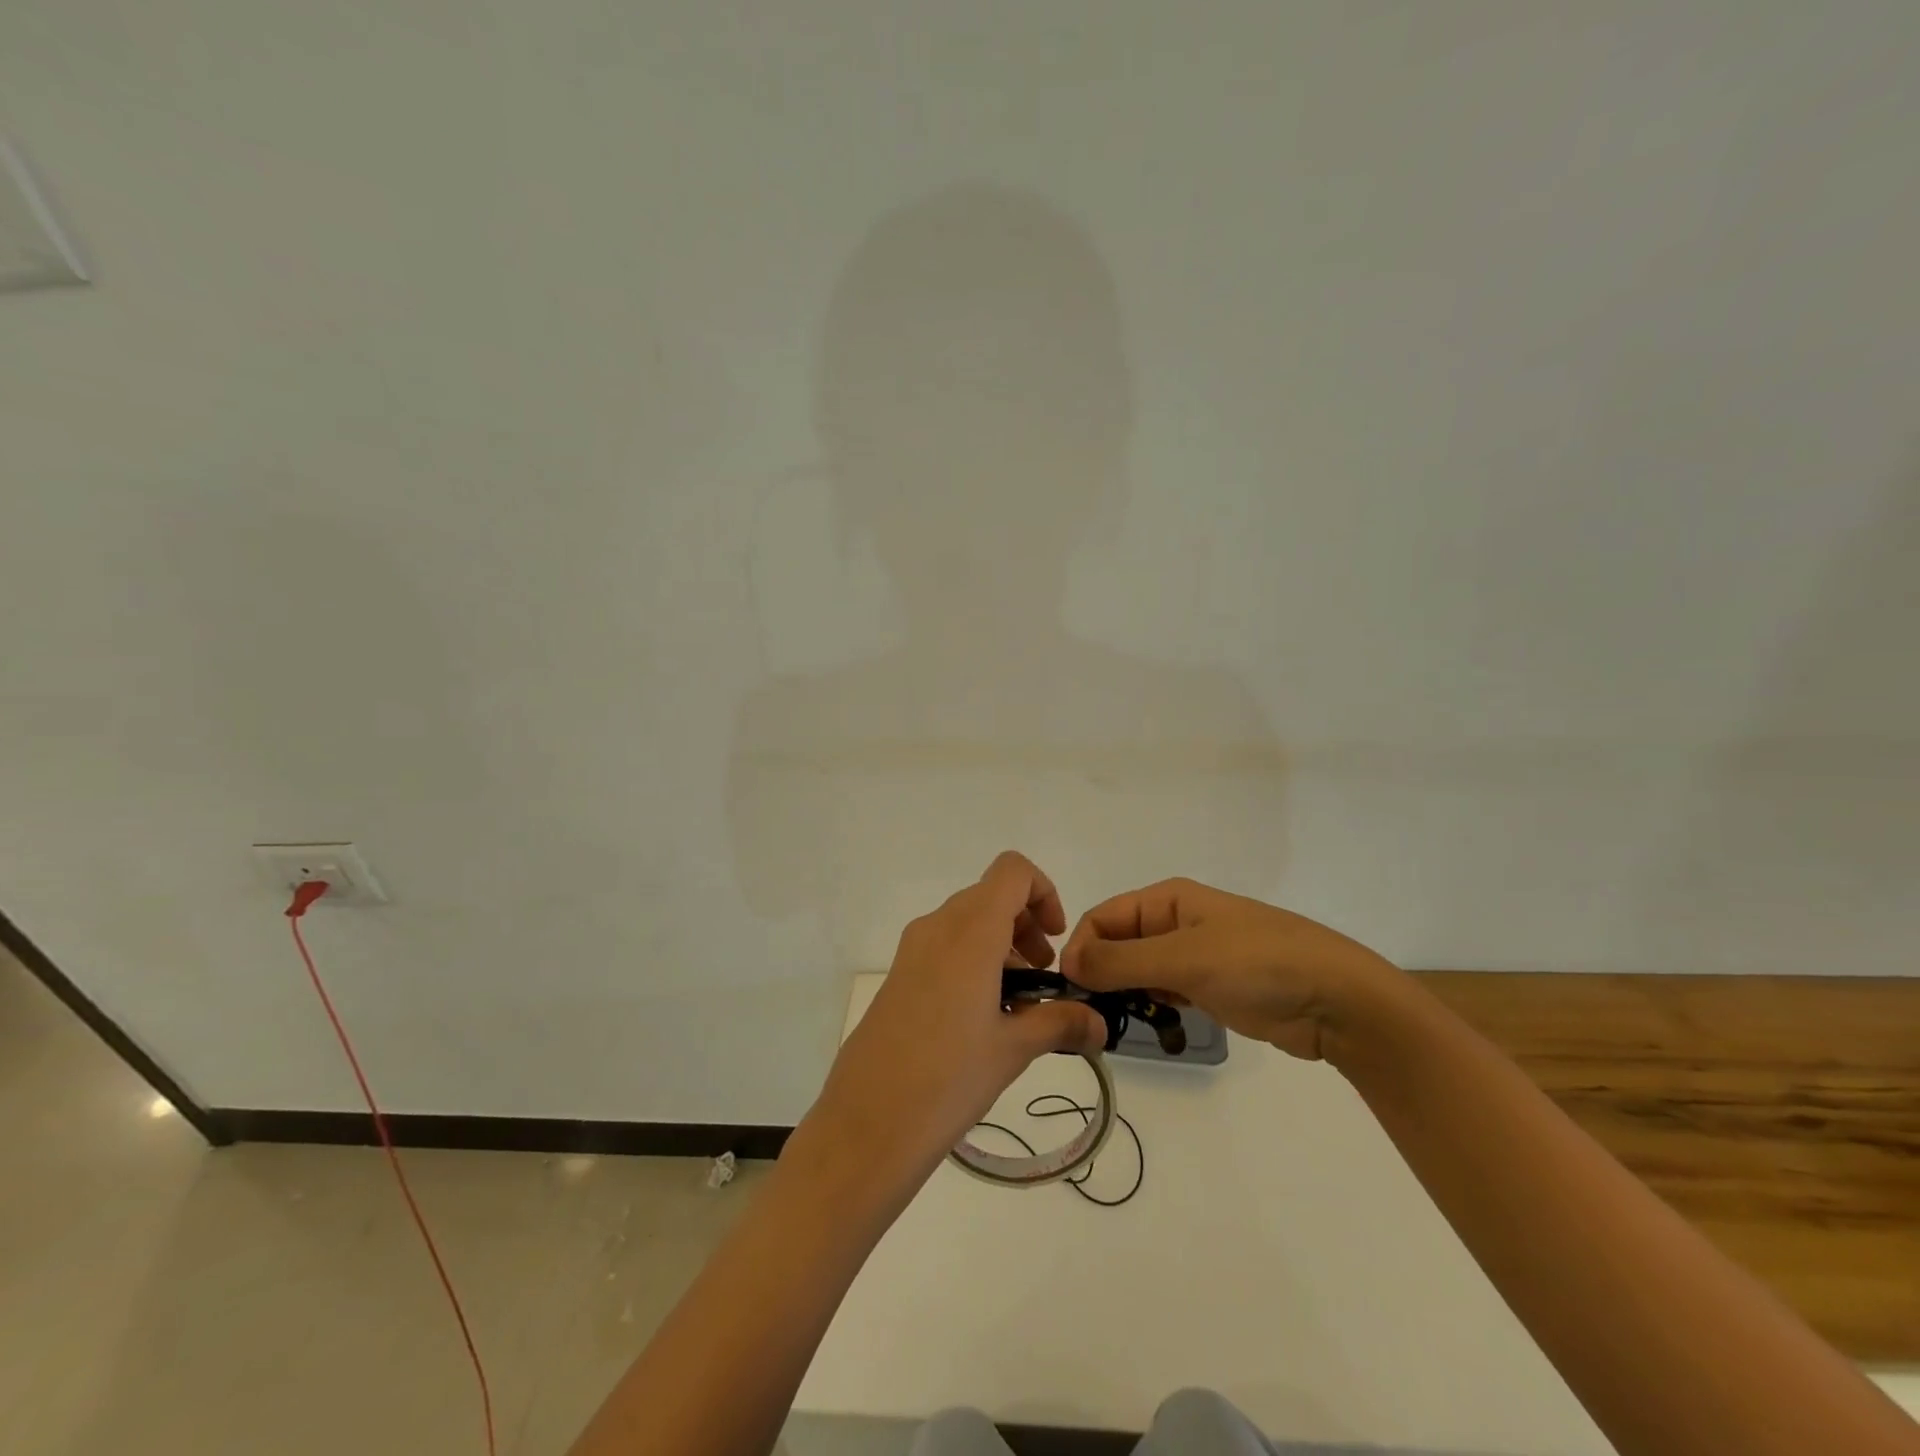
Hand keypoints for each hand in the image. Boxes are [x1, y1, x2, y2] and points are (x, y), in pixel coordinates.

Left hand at [806, 852, 1107, 1182]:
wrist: (867, 1122)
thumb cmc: (948, 1078)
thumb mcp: (1013, 1050)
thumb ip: (1061, 1024)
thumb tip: (1101, 1024)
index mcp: (970, 931)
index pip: (1012, 870)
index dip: (1043, 892)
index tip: (1055, 941)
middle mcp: (938, 926)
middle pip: (992, 896)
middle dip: (1026, 926)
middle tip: (1044, 980)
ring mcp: (913, 949)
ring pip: (968, 922)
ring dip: (1002, 947)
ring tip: (1019, 1007)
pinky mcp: (899, 974)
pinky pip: (945, 946)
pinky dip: (974, 962)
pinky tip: (984, 1019)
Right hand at [1060, 878, 1405, 1061]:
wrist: (1339, 1000)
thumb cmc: (1258, 965)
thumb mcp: (1184, 958)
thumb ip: (1121, 961)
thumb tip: (1067, 961)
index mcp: (1166, 899)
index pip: (1102, 917)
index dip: (1082, 948)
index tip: (1072, 991)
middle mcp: (1175, 921)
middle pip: (1118, 944)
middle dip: (1101, 974)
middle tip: (1092, 1015)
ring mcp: (1195, 955)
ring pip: (1140, 971)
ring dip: (1126, 994)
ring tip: (1120, 1025)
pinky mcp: (1212, 986)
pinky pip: (1166, 991)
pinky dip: (1153, 1006)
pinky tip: (1155, 1025)